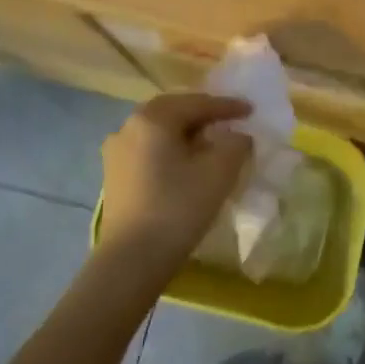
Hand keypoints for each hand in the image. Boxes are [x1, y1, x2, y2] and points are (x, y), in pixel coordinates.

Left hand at [98, 93, 252, 272]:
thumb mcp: (219, 172)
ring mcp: (116, 152)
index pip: (197, 103)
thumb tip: (237, 136)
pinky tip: (185, 165)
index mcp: (153, 119)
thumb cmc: (178, 207)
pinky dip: (170, 150)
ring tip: (209, 144)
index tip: (251, 110)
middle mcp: (128, 127)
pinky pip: (148, 150)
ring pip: (158, 132)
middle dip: (203, 115)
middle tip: (229, 121)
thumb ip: (235, 144)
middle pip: (173, 112)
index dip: (227, 106)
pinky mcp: (113, 176)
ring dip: (185, 133)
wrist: (132, 260)